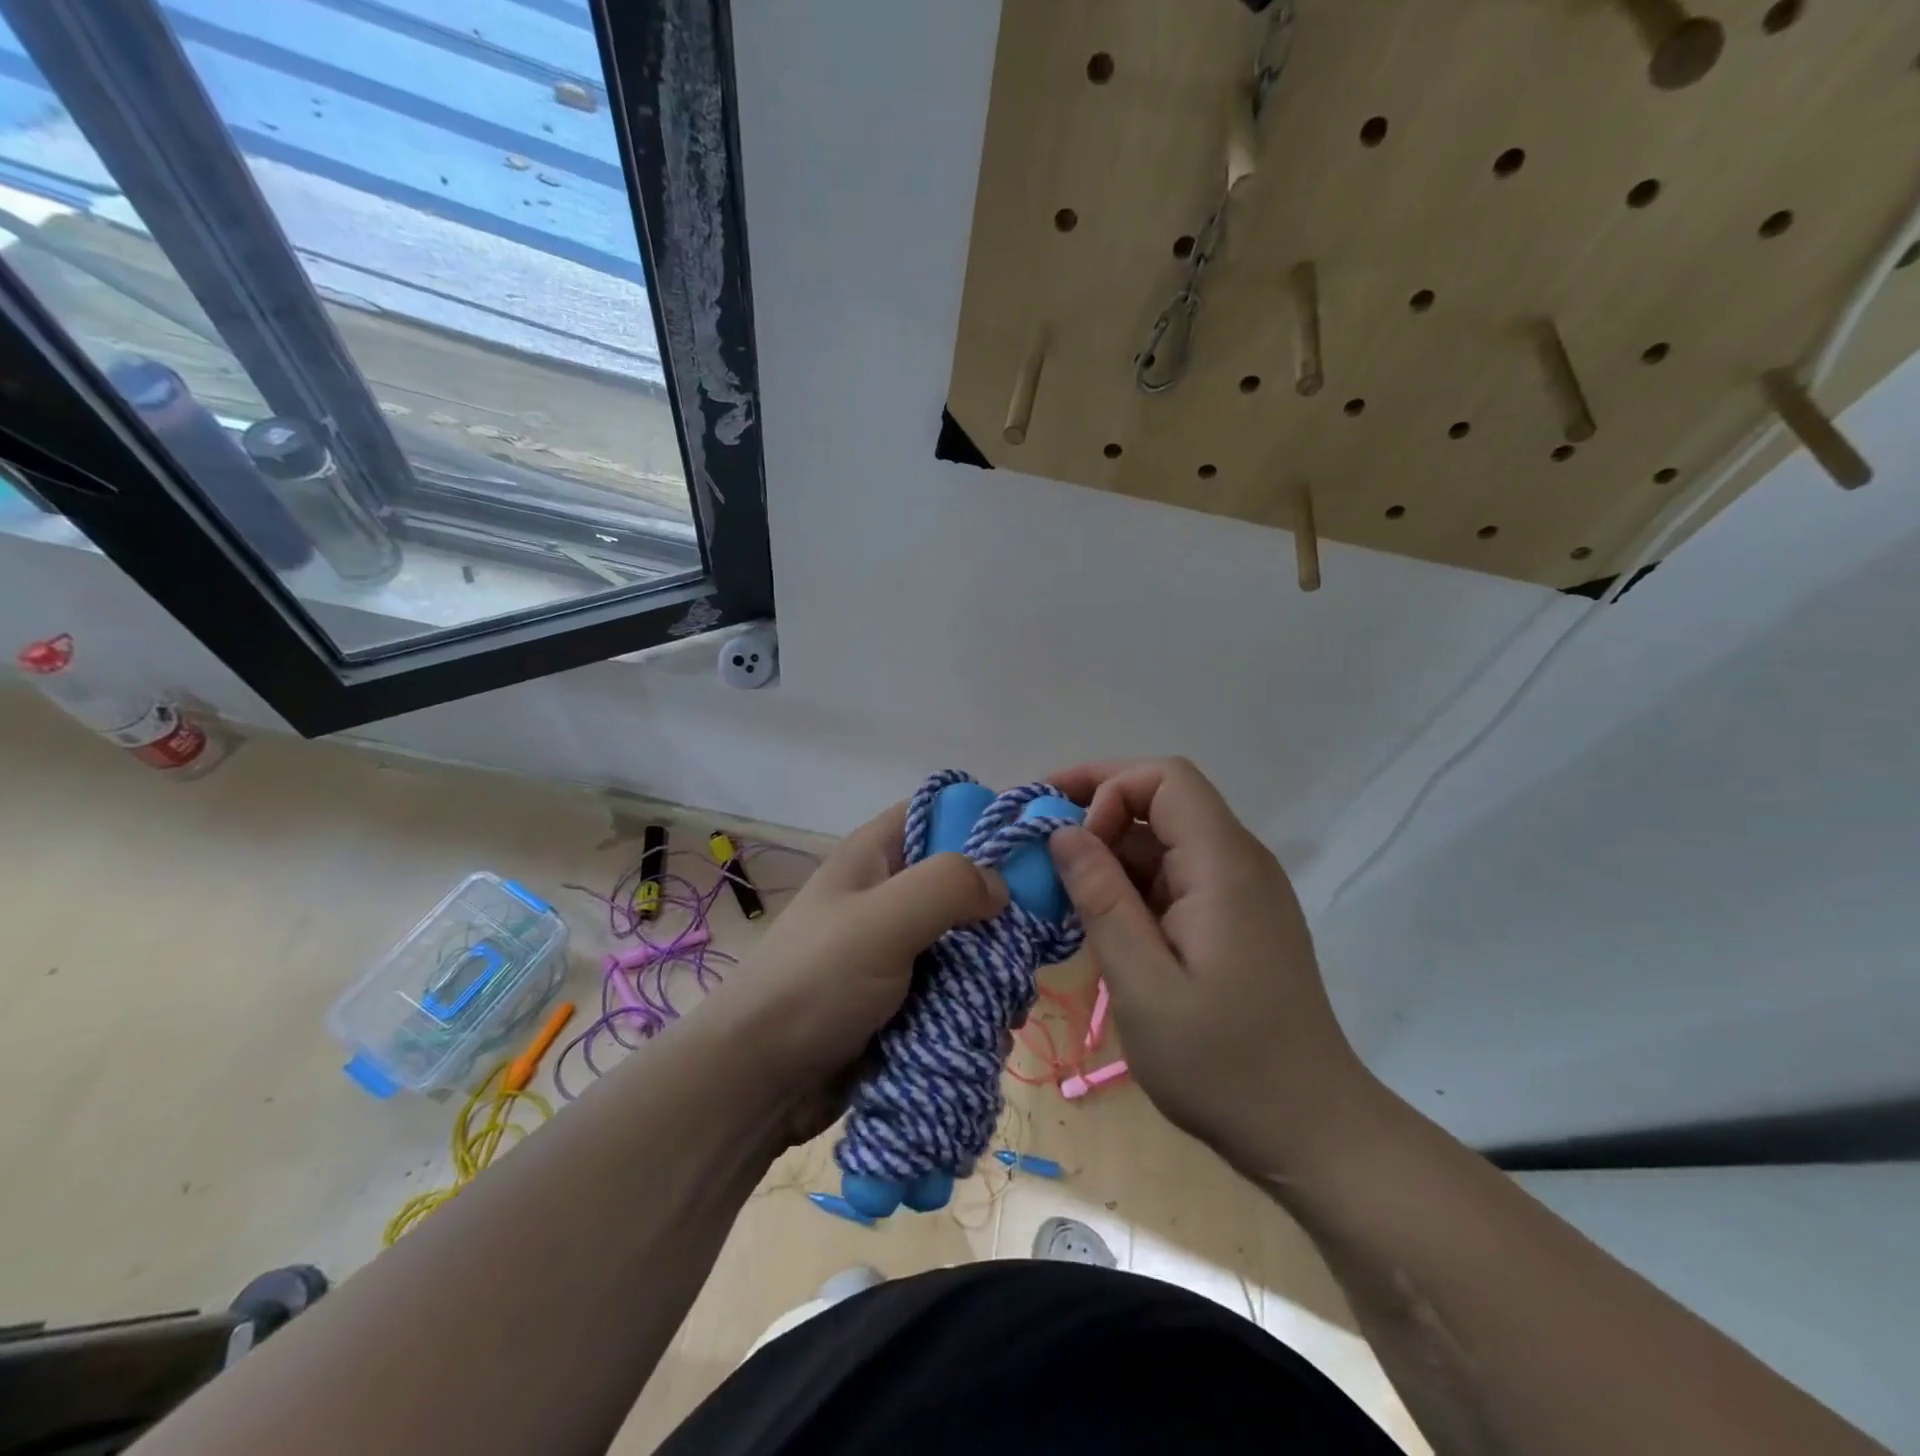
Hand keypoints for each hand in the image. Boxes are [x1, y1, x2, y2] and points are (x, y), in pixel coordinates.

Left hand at [715, 803, 1006, 1115]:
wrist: (758, 1079)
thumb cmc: (817, 983)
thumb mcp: (882, 920)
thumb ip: (947, 886)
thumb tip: (1001, 887)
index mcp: (876, 856)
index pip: (937, 811)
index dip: (982, 819)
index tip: (1032, 851)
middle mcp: (889, 894)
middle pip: (962, 880)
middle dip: (1000, 910)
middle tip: (1029, 941)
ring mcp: (896, 948)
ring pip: (966, 940)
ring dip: (993, 967)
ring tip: (1011, 999)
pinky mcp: (903, 997)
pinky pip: (955, 987)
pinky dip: (977, 1004)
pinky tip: (993, 1030)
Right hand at [1047, 757, 1376, 1173]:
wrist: (1310, 1130)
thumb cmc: (1222, 1063)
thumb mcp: (1142, 984)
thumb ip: (1100, 899)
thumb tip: (1063, 832)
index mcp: (1224, 865)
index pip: (1165, 778)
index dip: (1108, 788)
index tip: (1067, 838)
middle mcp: (1239, 862)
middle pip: (1164, 802)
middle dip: (1098, 812)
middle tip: (1041, 847)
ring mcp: (1241, 892)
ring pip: (1166, 841)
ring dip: (1111, 853)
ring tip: (1061, 891)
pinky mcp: (1236, 919)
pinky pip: (1176, 877)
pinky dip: (1132, 884)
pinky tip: (1102, 920)